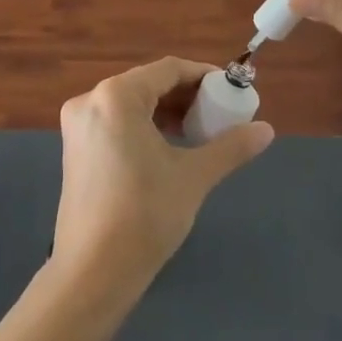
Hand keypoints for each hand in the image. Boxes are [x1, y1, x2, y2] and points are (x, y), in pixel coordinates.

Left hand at [53, 57, 274, 295]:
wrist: (93, 270)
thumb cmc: (145, 214)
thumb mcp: (194, 176)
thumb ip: (231, 147)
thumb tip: (266, 130)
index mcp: (116, 96)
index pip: (168, 70)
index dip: (204, 76)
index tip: (231, 92)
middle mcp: (90, 100)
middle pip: (147, 84)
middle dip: (185, 96)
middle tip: (218, 115)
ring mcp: (77, 125)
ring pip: (130, 104)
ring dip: (166, 112)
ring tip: (199, 133)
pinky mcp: (74, 148)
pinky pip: (115, 122)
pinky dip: (143, 127)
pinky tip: (167, 148)